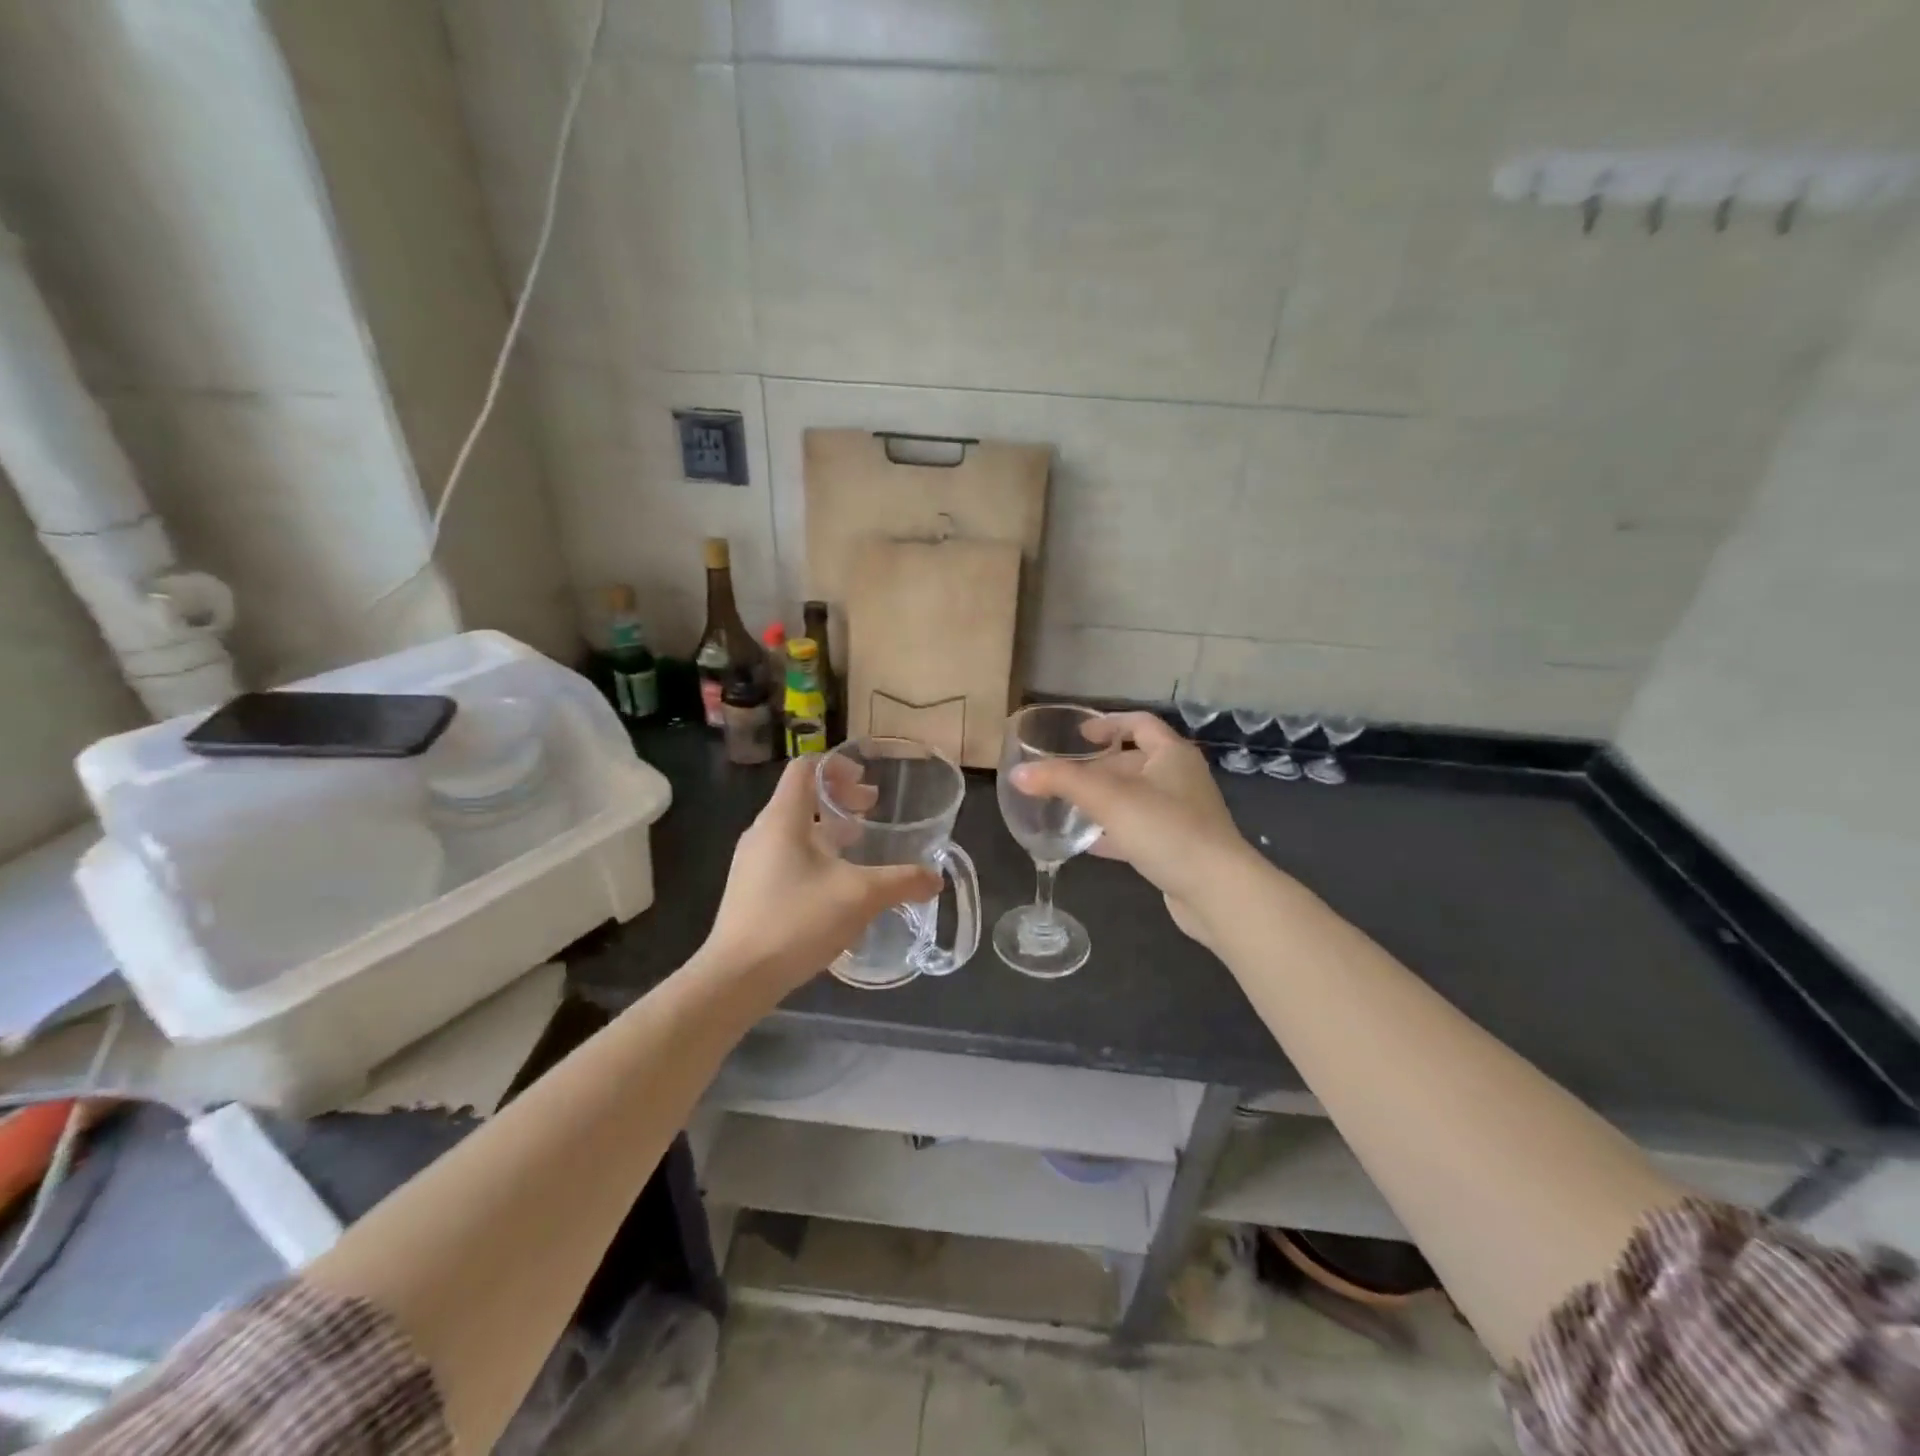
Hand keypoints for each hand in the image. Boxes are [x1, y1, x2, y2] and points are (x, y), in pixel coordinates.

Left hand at [700, 756, 940, 995]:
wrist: (737, 977)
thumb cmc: (796, 921)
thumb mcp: (859, 897)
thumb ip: (901, 882)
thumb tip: (935, 879)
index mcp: (783, 819)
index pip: (805, 768)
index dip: (838, 766)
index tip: (867, 781)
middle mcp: (763, 832)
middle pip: (802, 797)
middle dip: (840, 798)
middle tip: (872, 810)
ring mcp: (752, 863)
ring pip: (795, 829)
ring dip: (829, 829)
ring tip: (860, 844)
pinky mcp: (751, 890)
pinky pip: (786, 856)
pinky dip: (815, 855)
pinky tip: (837, 885)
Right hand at [1012, 712, 1251, 946]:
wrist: (1217, 891)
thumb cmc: (1166, 830)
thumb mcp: (1108, 798)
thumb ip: (1061, 781)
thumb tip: (1019, 774)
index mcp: (1172, 755)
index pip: (1139, 724)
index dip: (1108, 723)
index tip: (1079, 734)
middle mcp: (1181, 779)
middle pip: (1134, 762)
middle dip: (1099, 767)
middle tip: (1064, 776)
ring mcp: (1182, 815)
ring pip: (1135, 799)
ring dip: (1104, 801)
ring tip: (1069, 807)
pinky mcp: (1178, 848)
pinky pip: (1140, 831)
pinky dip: (1114, 832)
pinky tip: (1087, 843)